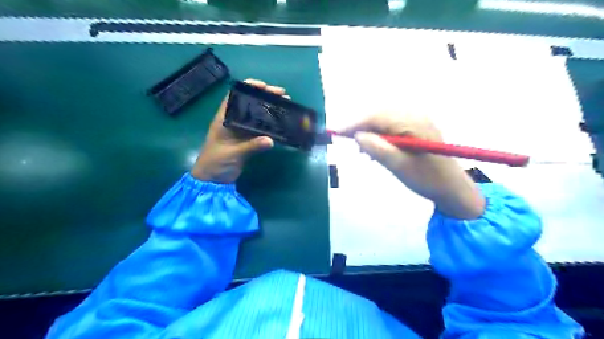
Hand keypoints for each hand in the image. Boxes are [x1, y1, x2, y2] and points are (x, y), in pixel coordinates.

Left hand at [194, 79, 287, 184]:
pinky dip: (270, 124)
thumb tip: (271, 140)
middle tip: (282, 95)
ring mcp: (241, 130)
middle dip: (265, 96)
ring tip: (285, 105)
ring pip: (257, 115)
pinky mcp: (247, 140)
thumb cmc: (216, 162)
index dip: (249, 87)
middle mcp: (233, 121)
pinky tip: (281, 122)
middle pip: (250, 103)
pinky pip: (260, 128)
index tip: (265, 86)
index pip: (235, 96)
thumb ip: (251, 146)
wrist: (213, 180)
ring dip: (270, 109)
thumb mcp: (233, 153)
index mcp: (224, 118)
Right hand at [339, 113, 484, 219]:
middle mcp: (415, 116)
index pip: (377, 117)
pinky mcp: (417, 128)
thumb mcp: (399, 167)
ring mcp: (418, 121)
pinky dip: (380, 135)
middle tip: (348, 142)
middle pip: (379, 115)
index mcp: (413, 124)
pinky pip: (392, 125)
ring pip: (384, 120)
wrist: (452, 188)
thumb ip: (378, 149)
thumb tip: (357, 135)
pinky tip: (376, 148)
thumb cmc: (427, 179)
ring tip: (362, 150)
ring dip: (370, 132)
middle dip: (361, 127)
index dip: (355, 124)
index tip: (336, 133)